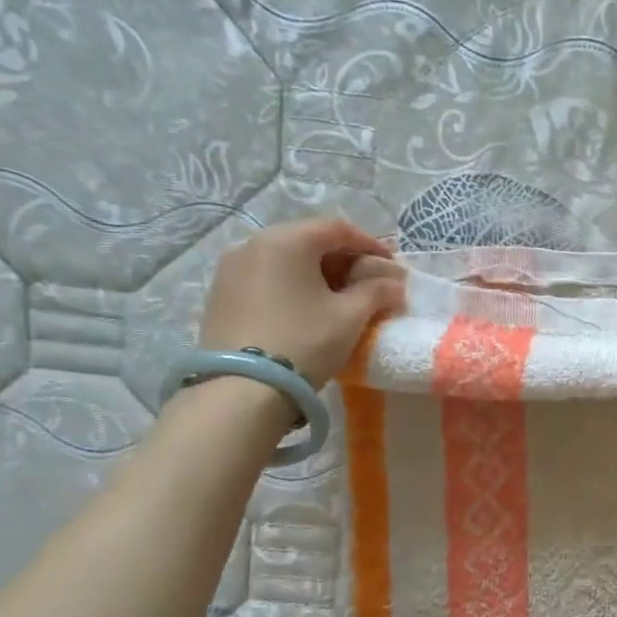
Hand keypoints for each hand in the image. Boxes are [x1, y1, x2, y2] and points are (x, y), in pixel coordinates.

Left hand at [198, 218, 404, 386]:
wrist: (243, 387)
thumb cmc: (305, 341)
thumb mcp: (351, 316)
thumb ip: (377, 292)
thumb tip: (395, 283)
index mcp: (286, 241)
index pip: (337, 229)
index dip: (371, 243)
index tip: (392, 264)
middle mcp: (253, 245)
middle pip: (308, 241)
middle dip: (344, 259)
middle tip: (369, 281)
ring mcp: (231, 270)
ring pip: (286, 260)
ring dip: (318, 273)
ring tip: (340, 297)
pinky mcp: (221, 295)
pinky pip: (267, 278)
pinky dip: (293, 285)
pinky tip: (307, 309)